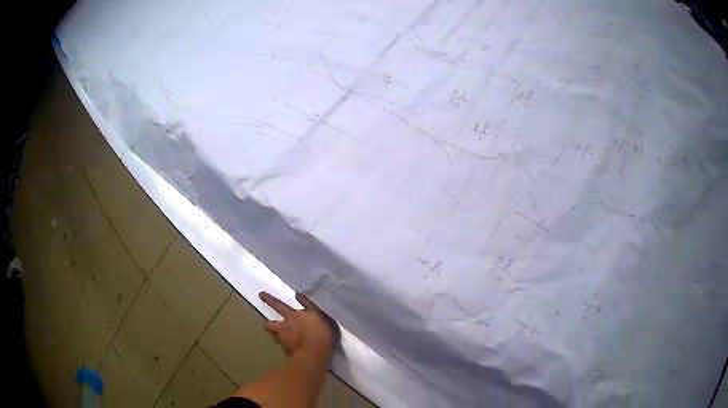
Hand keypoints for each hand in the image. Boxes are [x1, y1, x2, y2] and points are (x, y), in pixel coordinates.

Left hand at [259, 292, 335, 357]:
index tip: (260, 295)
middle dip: (268, 325)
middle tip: (271, 326)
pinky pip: (283, 348)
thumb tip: (298, 294)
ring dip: (276, 336)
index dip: (269, 299)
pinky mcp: (287, 353)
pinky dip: (286, 347)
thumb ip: (308, 304)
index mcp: (291, 316)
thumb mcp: (318, 313)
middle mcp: (284, 328)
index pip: (277, 305)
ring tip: (282, 338)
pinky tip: (292, 349)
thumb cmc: (319, 331)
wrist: (316, 353)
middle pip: (269, 325)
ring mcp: (284, 341)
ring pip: (274, 337)